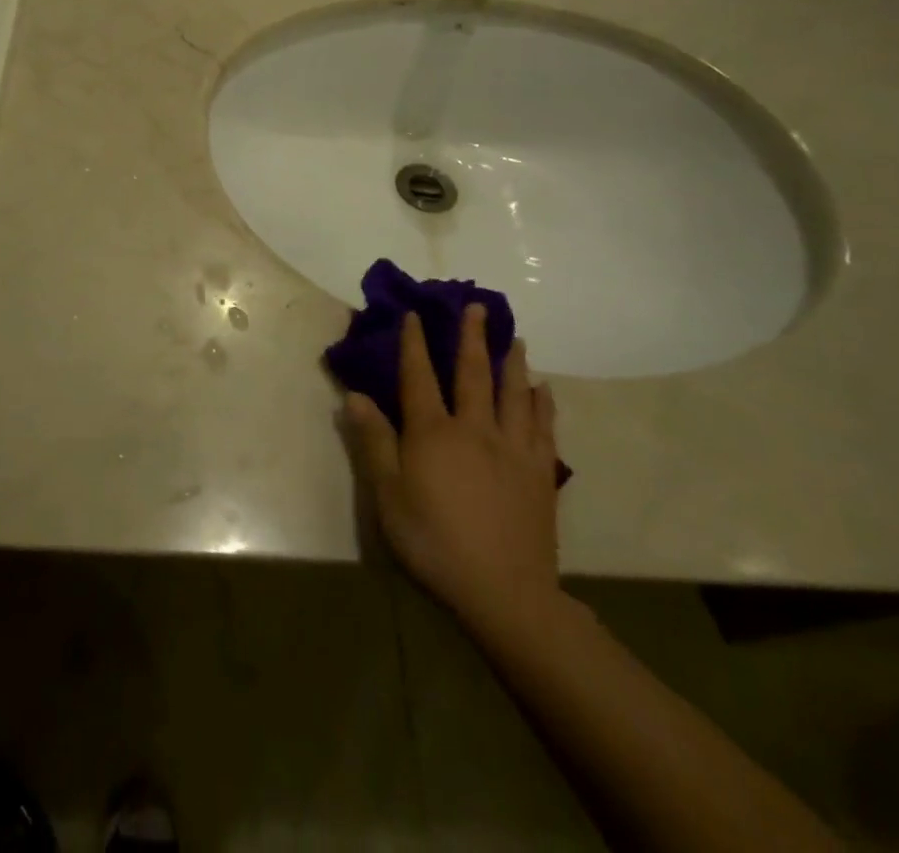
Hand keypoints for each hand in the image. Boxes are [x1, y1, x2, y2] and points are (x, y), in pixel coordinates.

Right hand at [345, 309, 564, 645]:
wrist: (505, 592)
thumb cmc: (435, 542)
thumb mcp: (388, 496)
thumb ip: (374, 443)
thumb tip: (354, 396)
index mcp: (433, 433)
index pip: (419, 377)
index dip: (414, 343)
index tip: (415, 314)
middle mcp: (475, 429)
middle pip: (473, 373)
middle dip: (472, 337)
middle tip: (479, 307)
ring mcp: (513, 449)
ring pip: (514, 394)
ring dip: (513, 363)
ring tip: (516, 339)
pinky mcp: (540, 473)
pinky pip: (544, 428)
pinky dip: (544, 405)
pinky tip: (544, 390)